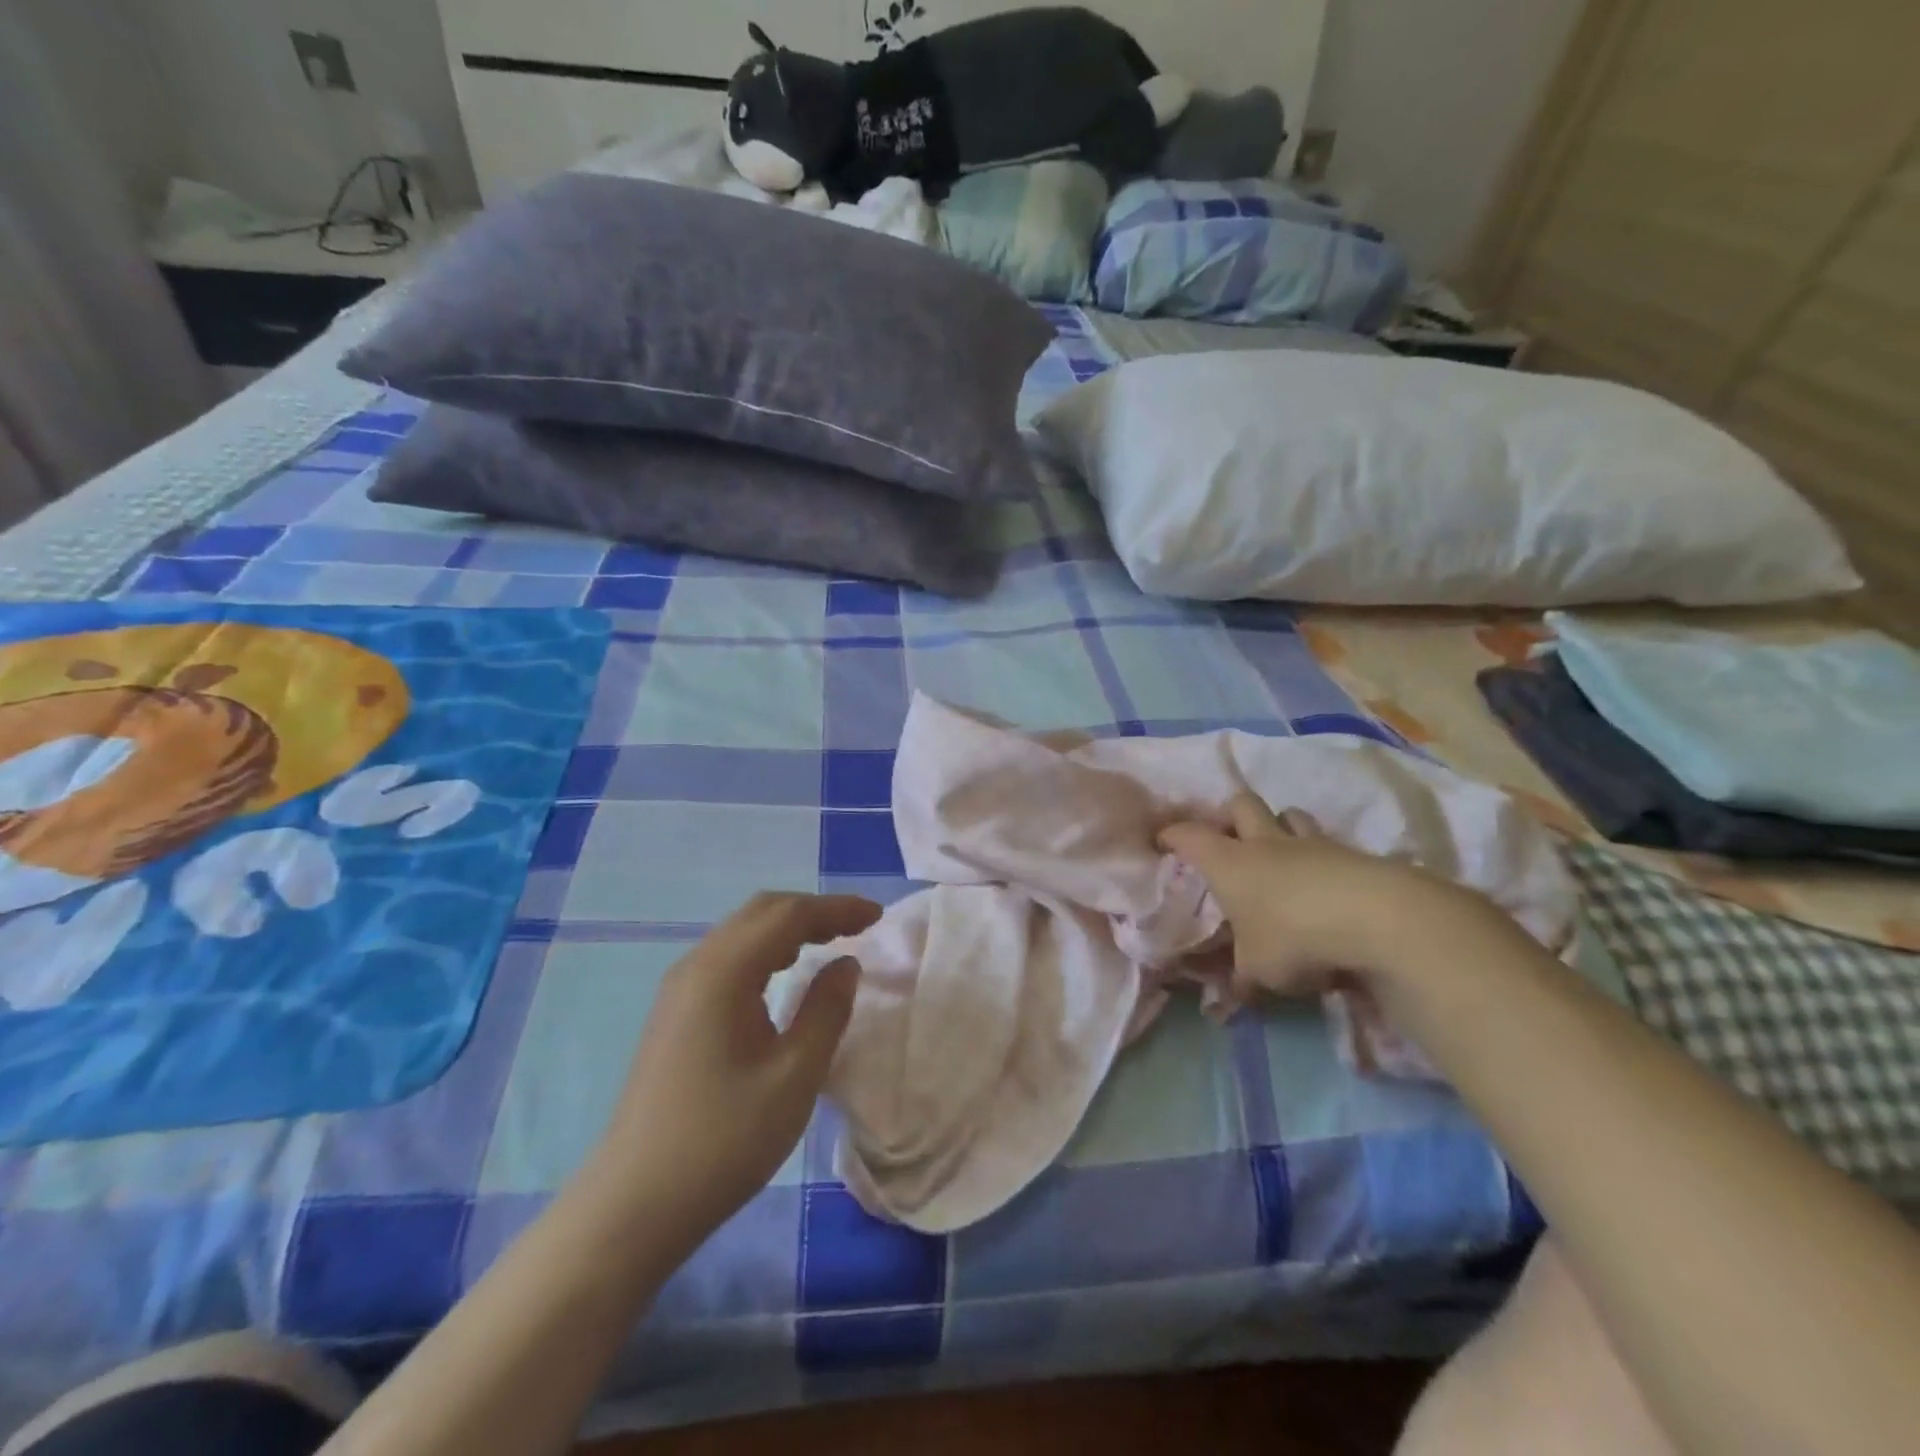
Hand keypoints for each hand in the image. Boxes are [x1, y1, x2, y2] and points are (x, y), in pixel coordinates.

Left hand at [591, 892, 881, 1239]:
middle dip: (813, 911)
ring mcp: (679, 990)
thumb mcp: (794, 1076)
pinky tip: (784, 975)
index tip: (878, 916)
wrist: (634, 1205)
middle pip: (761, 912)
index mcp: (724, 972)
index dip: (836, 909)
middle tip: (858, 927)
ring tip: (831, 942)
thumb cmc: (723, 1140)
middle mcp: (696, 966)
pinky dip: (766, 951)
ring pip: (741, 932)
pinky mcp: (674, 1013)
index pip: (788, 915)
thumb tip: (845, 964)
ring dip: (789, 928)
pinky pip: (728, 958)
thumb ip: (826, 1010)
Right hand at [1159, 792, 1474, 999]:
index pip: (1188, 835)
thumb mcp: (1258, 969)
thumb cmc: (1293, 937)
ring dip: (1279, 827)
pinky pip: (1328, 844)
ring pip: (1288, 814)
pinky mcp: (1353, 854)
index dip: (1172, 835)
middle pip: (1240, 804)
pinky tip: (1325, 884)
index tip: (1163, 841)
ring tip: (1279, 853)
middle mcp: (1265, 842)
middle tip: (1228, 840)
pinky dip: (1320, 857)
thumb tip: (1230, 996)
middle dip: (1229, 816)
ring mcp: (1312, 843)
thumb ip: (1241, 978)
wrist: (1376, 918)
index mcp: (1228, 862)